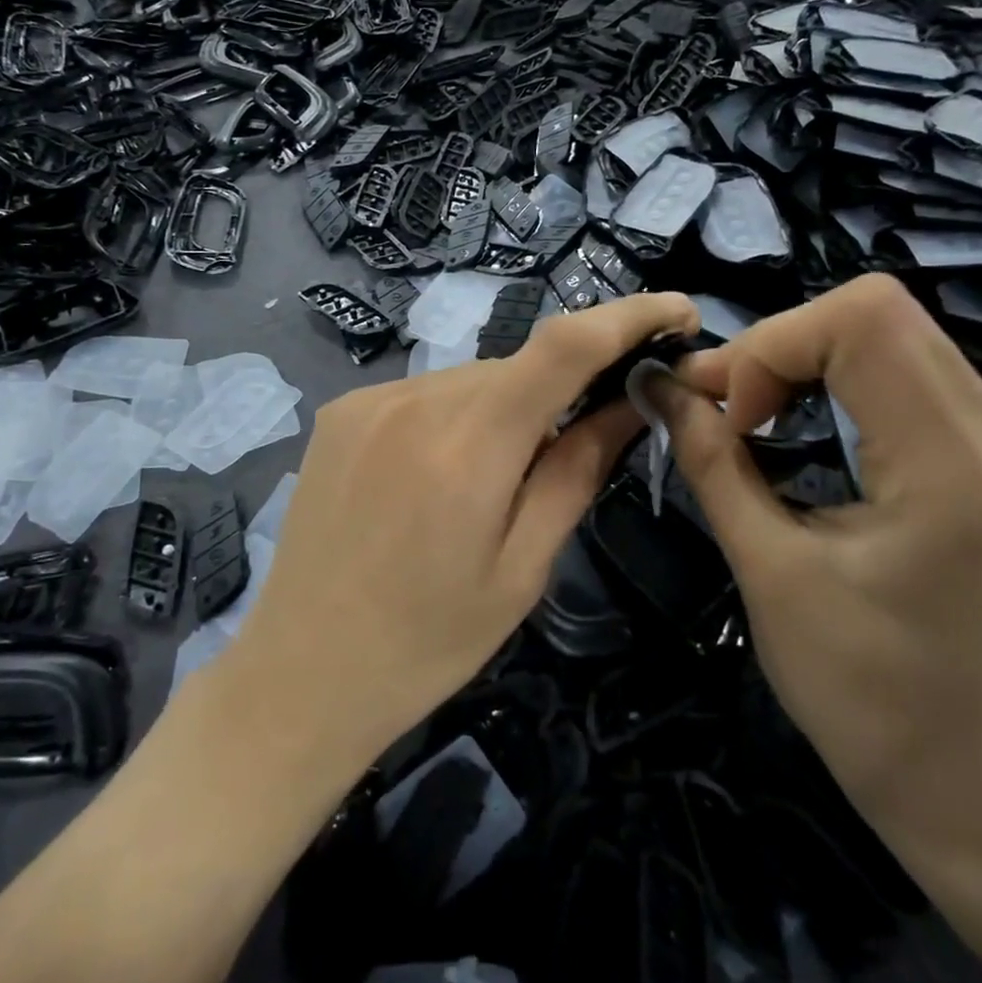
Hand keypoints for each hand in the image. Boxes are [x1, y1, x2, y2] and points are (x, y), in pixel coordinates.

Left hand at [229, 291, 701, 765]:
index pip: (565, 345)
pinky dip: (452, 419)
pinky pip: (424, 395)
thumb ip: (576, 471)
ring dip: (501, 412)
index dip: (629, 315)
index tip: (677, 312)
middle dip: (556, 397)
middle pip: (517, 368)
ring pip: (470, 381)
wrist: (304, 670)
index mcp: (471, 445)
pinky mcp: (340, 411)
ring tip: (481, 489)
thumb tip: (628, 402)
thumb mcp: (522, 569)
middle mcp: (415, 400)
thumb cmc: (429, 640)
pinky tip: (432, 480)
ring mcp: (368, 399)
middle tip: (561, 460)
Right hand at [650, 274, 981, 851]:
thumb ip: (709, 458)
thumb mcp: (764, 567)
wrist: (965, 777)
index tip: (728, 413)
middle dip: (780, 344)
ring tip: (752, 415)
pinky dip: (836, 377)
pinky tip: (800, 423)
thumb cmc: (857, 689)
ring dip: (804, 357)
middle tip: (727, 407)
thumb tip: (655, 384)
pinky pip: (907, 369)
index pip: (864, 320)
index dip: (771, 344)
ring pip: (893, 331)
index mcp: (954, 469)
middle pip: (879, 310)